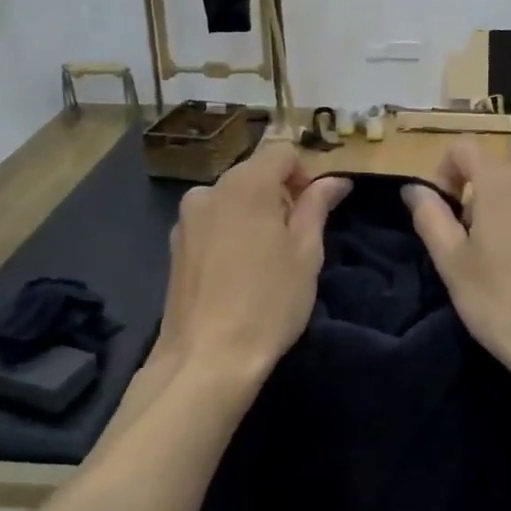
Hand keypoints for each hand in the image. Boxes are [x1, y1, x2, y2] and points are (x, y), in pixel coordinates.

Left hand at [156, 145, 350, 384]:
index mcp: (246, 184)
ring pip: (232, 200)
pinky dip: (230, 233)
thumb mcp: (306, 253)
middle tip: (296, 242)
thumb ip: (318, 206)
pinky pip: (212, 223)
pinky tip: (237, 273)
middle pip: (254, 174)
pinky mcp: (174, 245)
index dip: (305, 176)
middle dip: (280, 196)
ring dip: (254, 215)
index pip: (282, 153)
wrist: (207, 358)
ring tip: (265, 261)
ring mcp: (186, 218)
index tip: (315, 213)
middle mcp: (210, 189)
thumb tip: (335, 180)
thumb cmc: (269, 302)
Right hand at [403, 142, 510, 397]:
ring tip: (496, 269)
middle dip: (472, 204)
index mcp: (504, 184)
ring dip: (501, 221)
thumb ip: (429, 216)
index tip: (440, 212)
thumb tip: (414, 188)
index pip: (464, 149)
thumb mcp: (452, 262)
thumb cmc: (501, 302)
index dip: (443, 171)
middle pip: (494, 176)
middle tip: (464, 252)